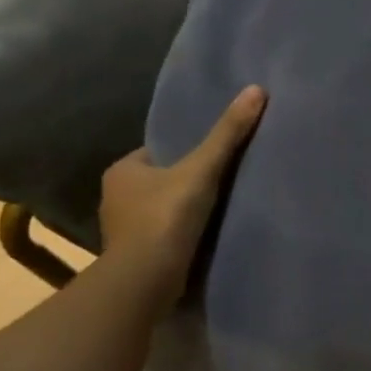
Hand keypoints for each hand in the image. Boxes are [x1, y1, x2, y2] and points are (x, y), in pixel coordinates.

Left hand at [99, 85, 266, 307]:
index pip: (158, 152)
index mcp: (122, 171)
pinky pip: (163, 234)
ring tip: (219, 208)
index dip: (184, 152)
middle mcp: (114, 197)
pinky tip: (204, 235)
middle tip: (221, 180)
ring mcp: (122, 229)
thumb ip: (227, 134)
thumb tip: (256, 90)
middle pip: (160, 180)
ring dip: (183, 210)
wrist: (145, 280)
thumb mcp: (202, 169)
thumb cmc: (166, 217)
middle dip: (184, 181)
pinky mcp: (135, 255)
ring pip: (160, 209)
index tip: (212, 156)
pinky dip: (180, 233)